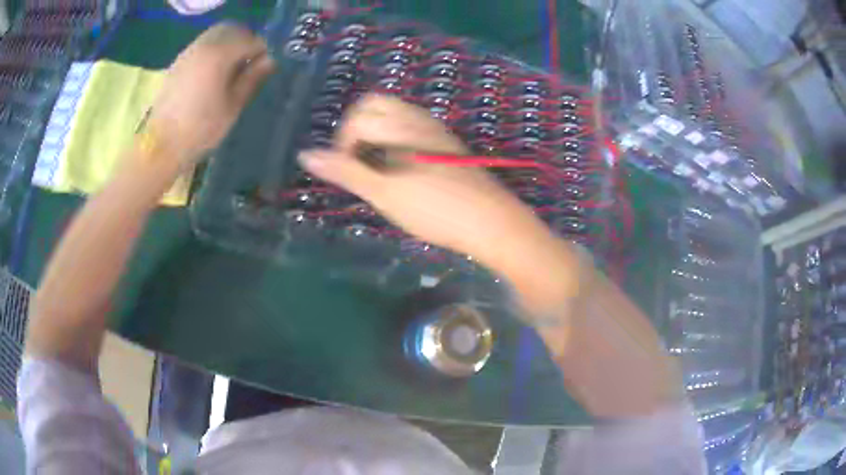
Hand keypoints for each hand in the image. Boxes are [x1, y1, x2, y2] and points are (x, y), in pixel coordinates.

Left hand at [147, 23, 274, 164]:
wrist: (161, 146)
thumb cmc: (200, 129)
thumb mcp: (233, 106)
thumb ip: (252, 79)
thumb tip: (270, 61)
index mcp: (219, 55)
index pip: (250, 40)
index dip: (262, 51)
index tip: (265, 67)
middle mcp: (203, 46)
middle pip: (231, 29)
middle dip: (245, 41)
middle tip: (250, 63)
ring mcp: (188, 53)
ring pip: (215, 35)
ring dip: (228, 44)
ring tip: (231, 69)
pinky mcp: (178, 63)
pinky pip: (201, 46)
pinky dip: (213, 51)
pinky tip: (213, 74)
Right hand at [297, 94, 551, 265]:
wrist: (492, 221)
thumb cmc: (435, 209)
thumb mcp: (384, 193)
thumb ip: (345, 171)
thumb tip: (306, 154)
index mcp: (400, 125)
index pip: (358, 116)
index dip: (343, 142)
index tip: (347, 171)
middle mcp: (418, 119)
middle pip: (376, 105)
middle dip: (357, 129)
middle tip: (358, 163)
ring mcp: (435, 130)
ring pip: (395, 116)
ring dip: (376, 135)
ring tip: (377, 169)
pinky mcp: (447, 145)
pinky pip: (412, 129)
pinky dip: (395, 141)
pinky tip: (401, 170)